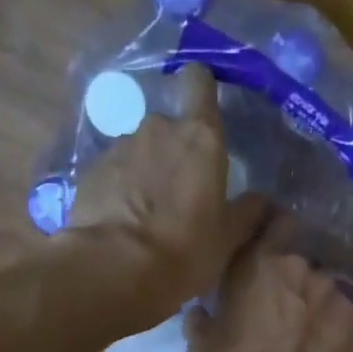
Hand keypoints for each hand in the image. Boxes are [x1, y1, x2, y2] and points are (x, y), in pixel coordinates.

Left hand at [68, 64, 265, 310]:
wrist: (114, 270)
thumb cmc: (184, 251)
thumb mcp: (228, 239)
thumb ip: (248, 213)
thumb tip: (263, 201)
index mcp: (200, 138)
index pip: (199, 81)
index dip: (201, 89)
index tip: (204, 109)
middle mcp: (158, 129)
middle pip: (169, 126)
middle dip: (173, 151)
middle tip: (179, 193)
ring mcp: (119, 148)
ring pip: (138, 151)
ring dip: (144, 173)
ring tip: (146, 215)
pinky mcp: (89, 172)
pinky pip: (112, 174)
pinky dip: (118, 191)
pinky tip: (121, 224)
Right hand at [187, 233, 352, 351]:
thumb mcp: (202, 349)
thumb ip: (201, 320)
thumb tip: (199, 311)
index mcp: (254, 260)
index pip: (269, 217)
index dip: (268, 228)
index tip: (261, 245)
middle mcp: (297, 262)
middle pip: (298, 253)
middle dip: (290, 270)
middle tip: (280, 296)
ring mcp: (331, 286)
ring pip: (322, 281)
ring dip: (314, 296)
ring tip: (306, 324)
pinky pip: (343, 308)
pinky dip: (336, 318)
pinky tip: (328, 340)